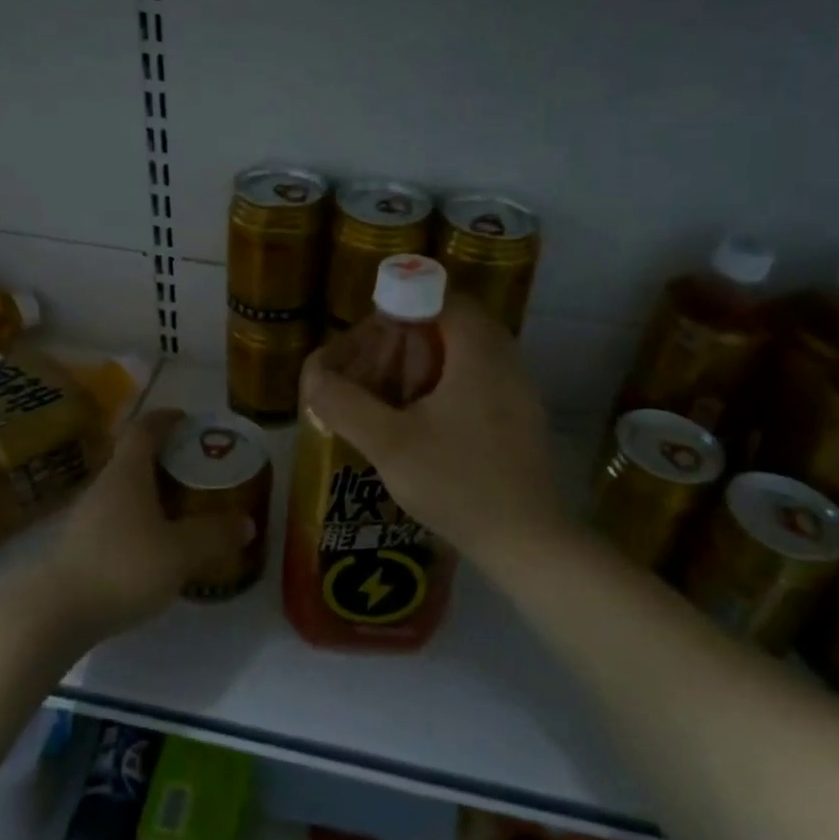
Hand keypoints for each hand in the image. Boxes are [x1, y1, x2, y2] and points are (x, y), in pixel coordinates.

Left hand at [42, 407, 254, 636]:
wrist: (54, 615)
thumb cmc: (122, 567)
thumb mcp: (180, 552)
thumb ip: (214, 535)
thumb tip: (246, 522)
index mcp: (127, 474)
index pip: (144, 430)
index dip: (166, 419)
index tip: (188, 419)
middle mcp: (104, 487)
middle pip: (135, 459)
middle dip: (166, 459)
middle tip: (198, 469)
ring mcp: (87, 518)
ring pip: (125, 492)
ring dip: (153, 493)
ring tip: (183, 509)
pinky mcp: (80, 548)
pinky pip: (117, 520)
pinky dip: (140, 522)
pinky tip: (157, 547)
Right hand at [304, 297, 568, 567]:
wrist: (525, 541)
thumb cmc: (457, 483)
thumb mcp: (388, 443)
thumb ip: (344, 404)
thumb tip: (313, 377)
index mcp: (480, 352)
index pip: (443, 298)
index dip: (403, 305)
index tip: (374, 335)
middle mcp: (507, 362)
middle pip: (457, 324)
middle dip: (414, 337)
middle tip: (380, 363)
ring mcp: (521, 393)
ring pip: (471, 355)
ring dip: (433, 363)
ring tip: (396, 393)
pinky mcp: (523, 421)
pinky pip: (484, 383)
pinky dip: (452, 387)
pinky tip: (426, 424)